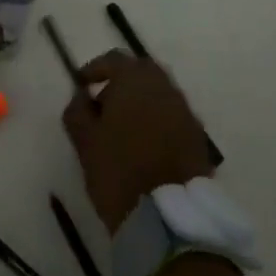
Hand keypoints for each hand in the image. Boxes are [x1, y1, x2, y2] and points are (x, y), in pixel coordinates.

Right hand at [62, 51, 214, 232]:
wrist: (168, 216)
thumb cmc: (118, 170)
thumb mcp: (85, 141)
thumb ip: (78, 110)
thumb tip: (81, 95)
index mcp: (135, 81)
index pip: (114, 59)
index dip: (95, 69)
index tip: (81, 86)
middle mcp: (165, 87)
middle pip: (142, 72)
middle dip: (121, 83)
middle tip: (103, 106)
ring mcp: (185, 111)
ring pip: (159, 94)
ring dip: (140, 102)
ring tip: (122, 129)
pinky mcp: (197, 136)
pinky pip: (172, 116)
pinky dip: (157, 121)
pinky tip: (144, 145)